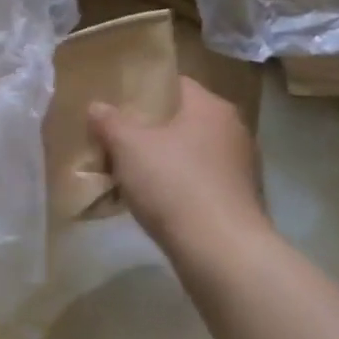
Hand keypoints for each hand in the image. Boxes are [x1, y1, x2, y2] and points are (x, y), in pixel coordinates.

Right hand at [88, 77, 266, 245]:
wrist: (223, 255)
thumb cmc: (175, 185)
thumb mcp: (128, 147)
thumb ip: (109, 121)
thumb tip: (97, 107)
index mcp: (211, 107)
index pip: (175, 84)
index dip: (144, 90)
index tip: (118, 103)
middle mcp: (233, 130)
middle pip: (182, 119)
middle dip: (150, 129)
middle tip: (117, 138)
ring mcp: (241, 168)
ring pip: (191, 153)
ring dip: (164, 160)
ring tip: (130, 172)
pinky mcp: (240, 202)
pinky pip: (200, 182)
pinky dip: (179, 187)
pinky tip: (155, 202)